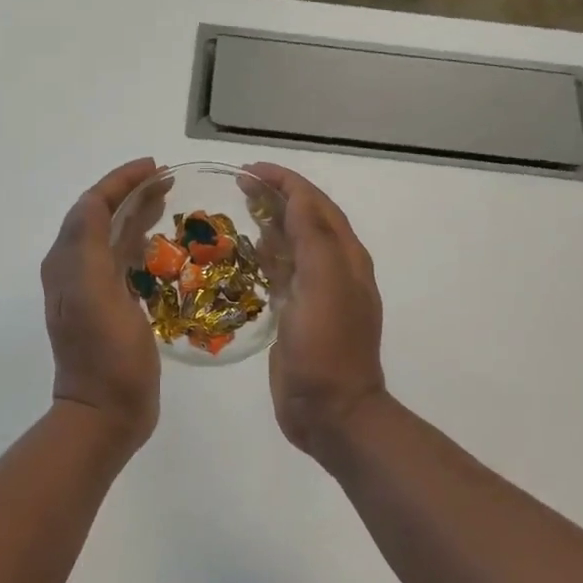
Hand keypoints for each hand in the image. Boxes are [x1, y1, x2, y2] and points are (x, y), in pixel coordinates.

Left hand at [41, 158, 162, 450]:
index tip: (156, 166)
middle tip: (169, 181)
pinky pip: (123, 261)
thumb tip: (94, 200)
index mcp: (68, 261)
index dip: (120, 181)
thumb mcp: (92, 293)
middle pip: (102, 216)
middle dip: (131, 192)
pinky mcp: (110, 307)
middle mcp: (74, 269)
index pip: (91, 205)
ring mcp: (91, 290)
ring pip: (113, 237)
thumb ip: (88, 243)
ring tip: (169, 202)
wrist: (105, 413)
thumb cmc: (105, 354)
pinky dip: (141, 243)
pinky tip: (161, 245)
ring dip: (137, 214)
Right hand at [245, 163, 387, 460]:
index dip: (285, 182)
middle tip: (238, 186)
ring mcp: (315, 294)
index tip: (249, 170)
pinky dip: (264, 257)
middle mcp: (334, 269)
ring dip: (269, 224)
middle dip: (275, 197)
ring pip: (292, 245)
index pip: (315, 204)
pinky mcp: (296, 316)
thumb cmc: (327, 347)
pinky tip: (244, 256)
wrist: (331, 412)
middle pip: (305, 220)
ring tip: (238, 212)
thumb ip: (314, 237)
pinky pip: (281, 274)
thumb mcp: (325, 284)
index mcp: (345, 257)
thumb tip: (296, 198)